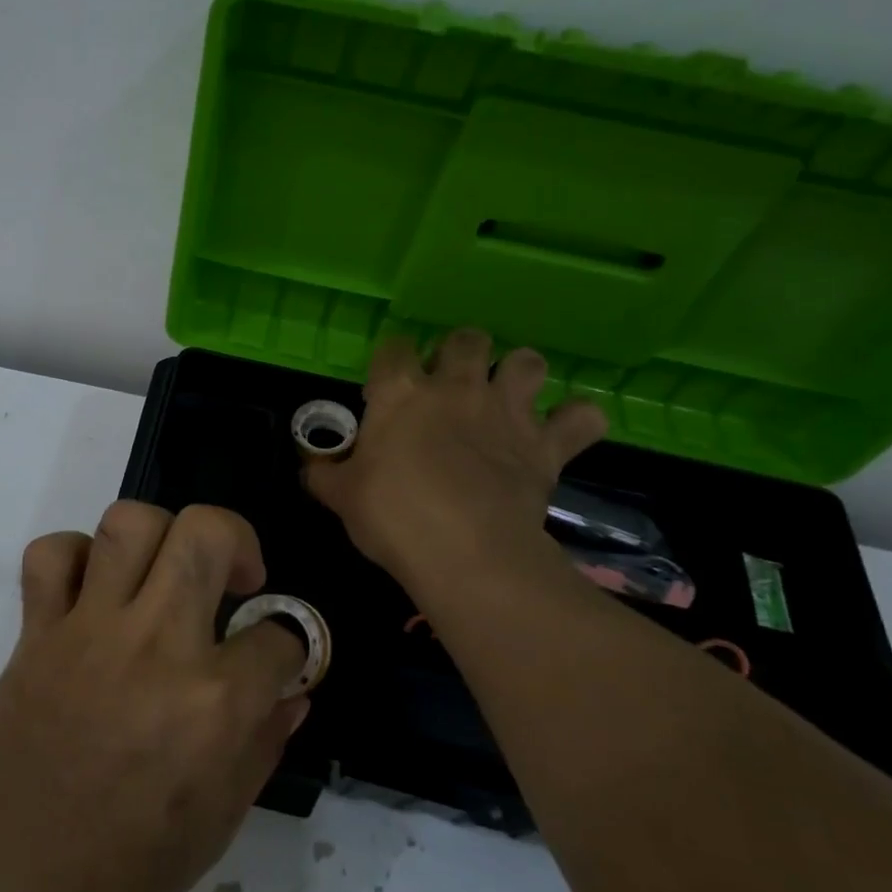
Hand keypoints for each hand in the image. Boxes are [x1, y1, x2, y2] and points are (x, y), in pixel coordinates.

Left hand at [0, 502, 307, 891]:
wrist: (3, 885)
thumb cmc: (121, 872)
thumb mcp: (216, 824)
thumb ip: (262, 745)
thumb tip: (293, 692)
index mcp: (213, 704)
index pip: (279, 636)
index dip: (290, 645)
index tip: (276, 658)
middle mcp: (157, 645)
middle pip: (207, 532)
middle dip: (239, 541)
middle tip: (235, 580)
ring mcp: (90, 629)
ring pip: (130, 522)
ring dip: (160, 535)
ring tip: (165, 573)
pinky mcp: (37, 630)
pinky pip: (52, 554)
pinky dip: (76, 556)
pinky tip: (94, 591)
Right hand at [304, 330, 608, 599]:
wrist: (464, 552)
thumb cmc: (392, 517)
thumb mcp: (342, 497)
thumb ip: (324, 474)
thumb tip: (309, 467)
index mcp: (401, 393)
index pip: (393, 349)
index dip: (391, 361)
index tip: (386, 385)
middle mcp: (456, 387)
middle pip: (466, 339)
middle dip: (460, 351)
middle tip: (451, 382)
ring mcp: (506, 411)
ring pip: (527, 361)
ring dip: (520, 372)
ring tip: (510, 395)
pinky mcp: (546, 444)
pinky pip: (582, 418)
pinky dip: (577, 421)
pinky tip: (566, 430)